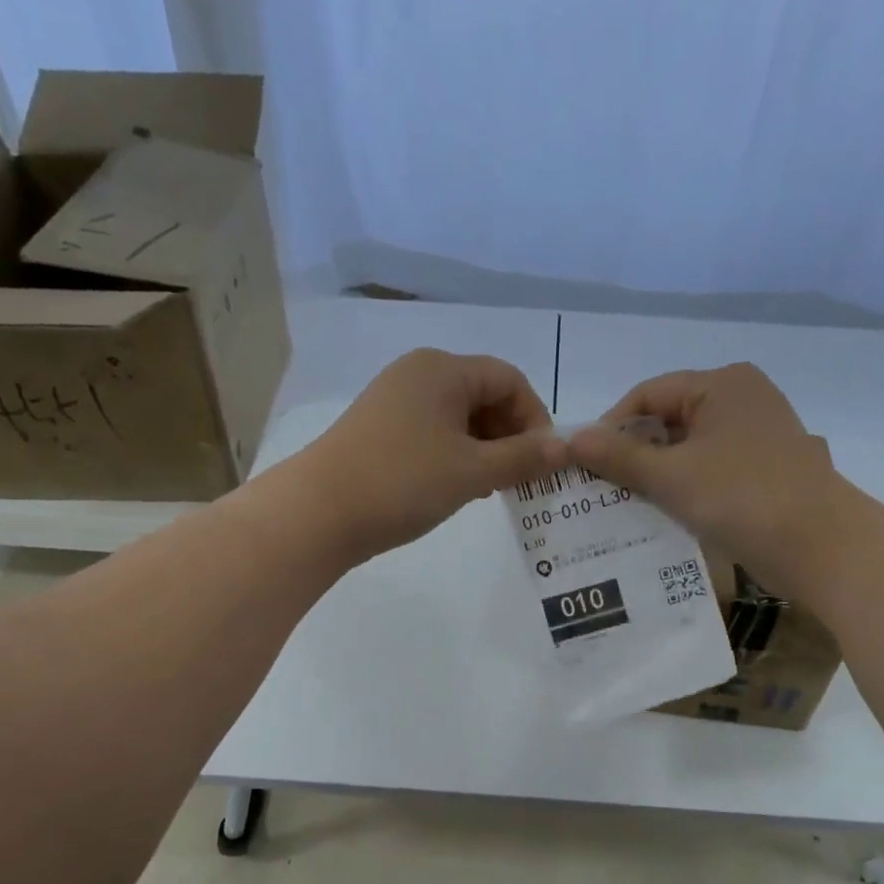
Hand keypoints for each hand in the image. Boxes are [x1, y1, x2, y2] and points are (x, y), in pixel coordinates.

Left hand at [290, 349, 567, 562]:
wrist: (317, 513)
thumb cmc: (402, 482)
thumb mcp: (472, 471)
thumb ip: (523, 458)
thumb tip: (566, 448)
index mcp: (442, 370)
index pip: (510, 380)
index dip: (535, 418)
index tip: (542, 462)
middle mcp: (418, 375)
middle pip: (485, 396)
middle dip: (511, 436)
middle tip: (519, 480)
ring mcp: (395, 403)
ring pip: (460, 419)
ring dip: (486, 450)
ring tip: (492, 489)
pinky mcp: (380, 431)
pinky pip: (434, 434)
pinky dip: (457, 457)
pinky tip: (459, 489)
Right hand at [567, 363, 840, 591]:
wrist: (823, 547)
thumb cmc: (742, 498)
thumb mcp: (671, 476)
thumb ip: (618, 456)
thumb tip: (569, 439)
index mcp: (721, 384)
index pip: (648, 394)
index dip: (611, 426)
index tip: (585, 464)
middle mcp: (742, 398)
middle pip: (669, 419)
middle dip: (633, 453)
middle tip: (601, 486)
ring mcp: (758, 433)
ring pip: (689, 447)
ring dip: (656, 473)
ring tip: (625, 503)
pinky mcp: (765, 467)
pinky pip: (711, 467)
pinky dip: (685, 485)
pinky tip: (664, 513)